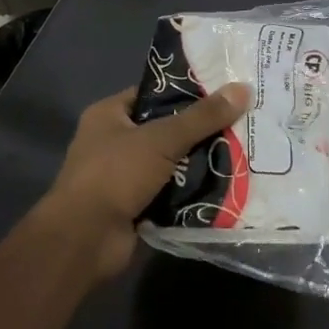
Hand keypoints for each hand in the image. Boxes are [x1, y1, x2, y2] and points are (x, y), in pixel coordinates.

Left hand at [39, 82, 251, 280]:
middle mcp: (114, 142)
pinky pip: (171, 192)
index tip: (225, 91)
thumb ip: (202, 117)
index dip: (187, 91)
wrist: (85, 239)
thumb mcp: (162, 138)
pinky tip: (228, 185)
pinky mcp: (136, 206)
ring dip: (200, 162)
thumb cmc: (115, 174)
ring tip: (243, 152)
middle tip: (242, 123)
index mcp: (109, 115)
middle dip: (200, 130)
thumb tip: (243, 89)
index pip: (153, 94)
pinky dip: (193, 191)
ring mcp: (124, 177)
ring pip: (172, 162)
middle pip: (166, 129)